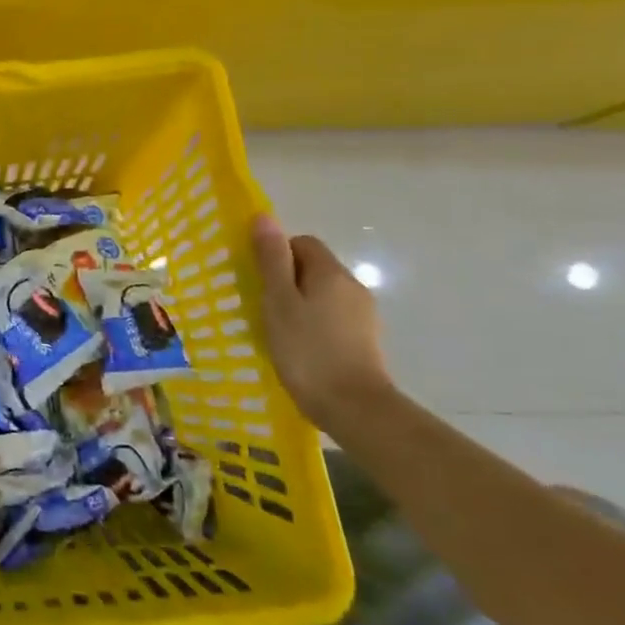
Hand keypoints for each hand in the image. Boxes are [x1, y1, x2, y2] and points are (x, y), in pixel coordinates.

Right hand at [250, 214, 393, 433]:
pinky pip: (332, 317)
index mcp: (331, 272)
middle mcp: (352, 286)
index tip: (259, 281)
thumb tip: (264, 216)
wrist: (355, 408)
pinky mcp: (365, 340)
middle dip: (286, 280)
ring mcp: (363, 315)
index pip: (302, 242)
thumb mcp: (279, 301)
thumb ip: (271, 259)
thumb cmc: (307, 350)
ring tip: (279, 330)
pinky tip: (300, 348)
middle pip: (313, 267)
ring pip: (322, 294)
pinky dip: (314, 324)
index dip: (277, 255)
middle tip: (263, 307)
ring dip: (300, 304)